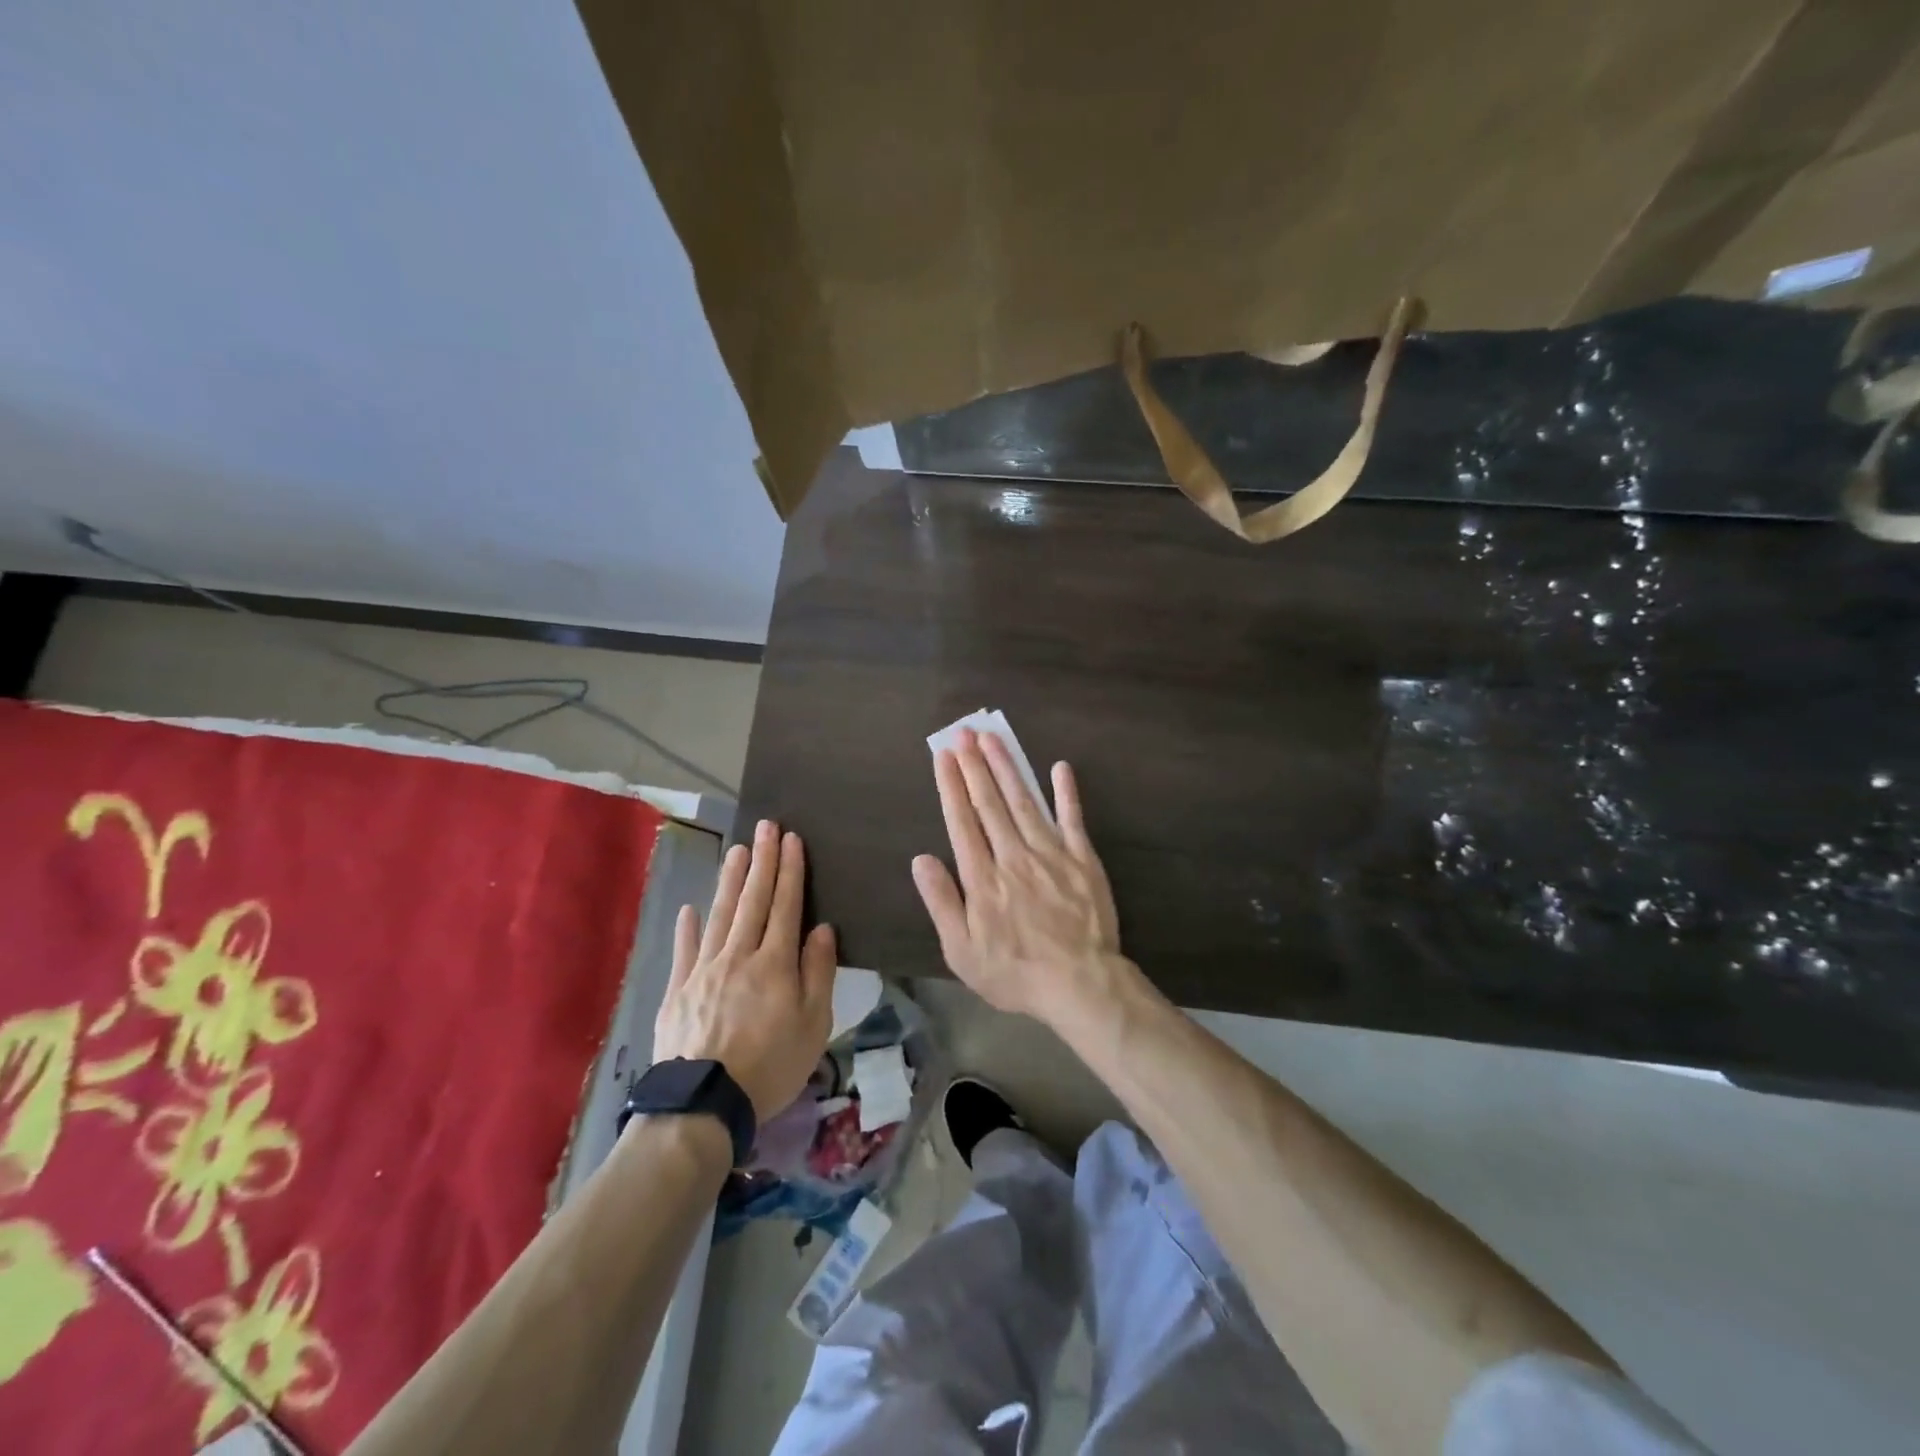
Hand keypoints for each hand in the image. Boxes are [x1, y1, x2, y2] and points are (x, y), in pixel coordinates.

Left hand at [654, 819, 835, 1123]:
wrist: (703, 1104)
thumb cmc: (770, 1065)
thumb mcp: (814, 1024)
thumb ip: (818, 972)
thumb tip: (821, 928)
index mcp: (775, 963)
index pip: (786, 906)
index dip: (790, 871)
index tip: (791, 839)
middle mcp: (739, 956)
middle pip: (753, 901)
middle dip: (763, 861)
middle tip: (766, 826)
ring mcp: (704, 970)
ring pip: (719, 915)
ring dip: (730, 881)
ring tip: (737, 851)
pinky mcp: (678, 990)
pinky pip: (684, 950)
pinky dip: (687, 927)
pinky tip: (689, 908)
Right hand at [912, 729, 1125, 1026]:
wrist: (1080, 984)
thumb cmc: (1015, 972)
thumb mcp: (962, 951)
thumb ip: (942, 902)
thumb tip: (921, 859)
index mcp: (982, 878)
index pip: (962, 822)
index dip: (951, 786)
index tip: (943, 756)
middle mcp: (1013, 856)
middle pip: (989, 803)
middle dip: (974, 765)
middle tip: (964, 732)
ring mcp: (1050, 854)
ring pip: (1023, 802)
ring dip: (1007, 768)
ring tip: (993, 738)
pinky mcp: (1082, 859)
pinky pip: (1072, 819)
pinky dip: (1065, 792)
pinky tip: (1059, 767)